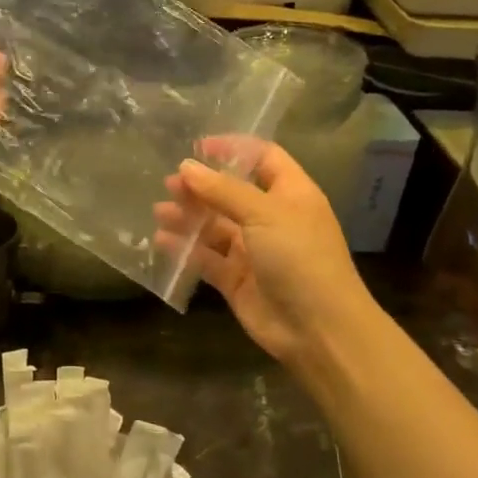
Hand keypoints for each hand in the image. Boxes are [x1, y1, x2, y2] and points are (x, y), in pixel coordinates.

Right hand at [154, 137, 373, 365]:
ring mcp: (254, 250)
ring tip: (160, 211)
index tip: (197, 148)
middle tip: (169, 184)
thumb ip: (222, 190)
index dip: (233, 148)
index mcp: (290, 194)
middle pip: (231, 192)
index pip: (262, 158)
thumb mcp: (263, 213)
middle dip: (200, 186)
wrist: (318, 329)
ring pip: (215, 226)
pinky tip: (162, 240)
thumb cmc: (299, 257)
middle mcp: (272, 218)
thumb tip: (186, 167)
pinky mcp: (237, 279)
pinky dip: (185, 248)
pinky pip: (206, 258)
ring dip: (188, 217)